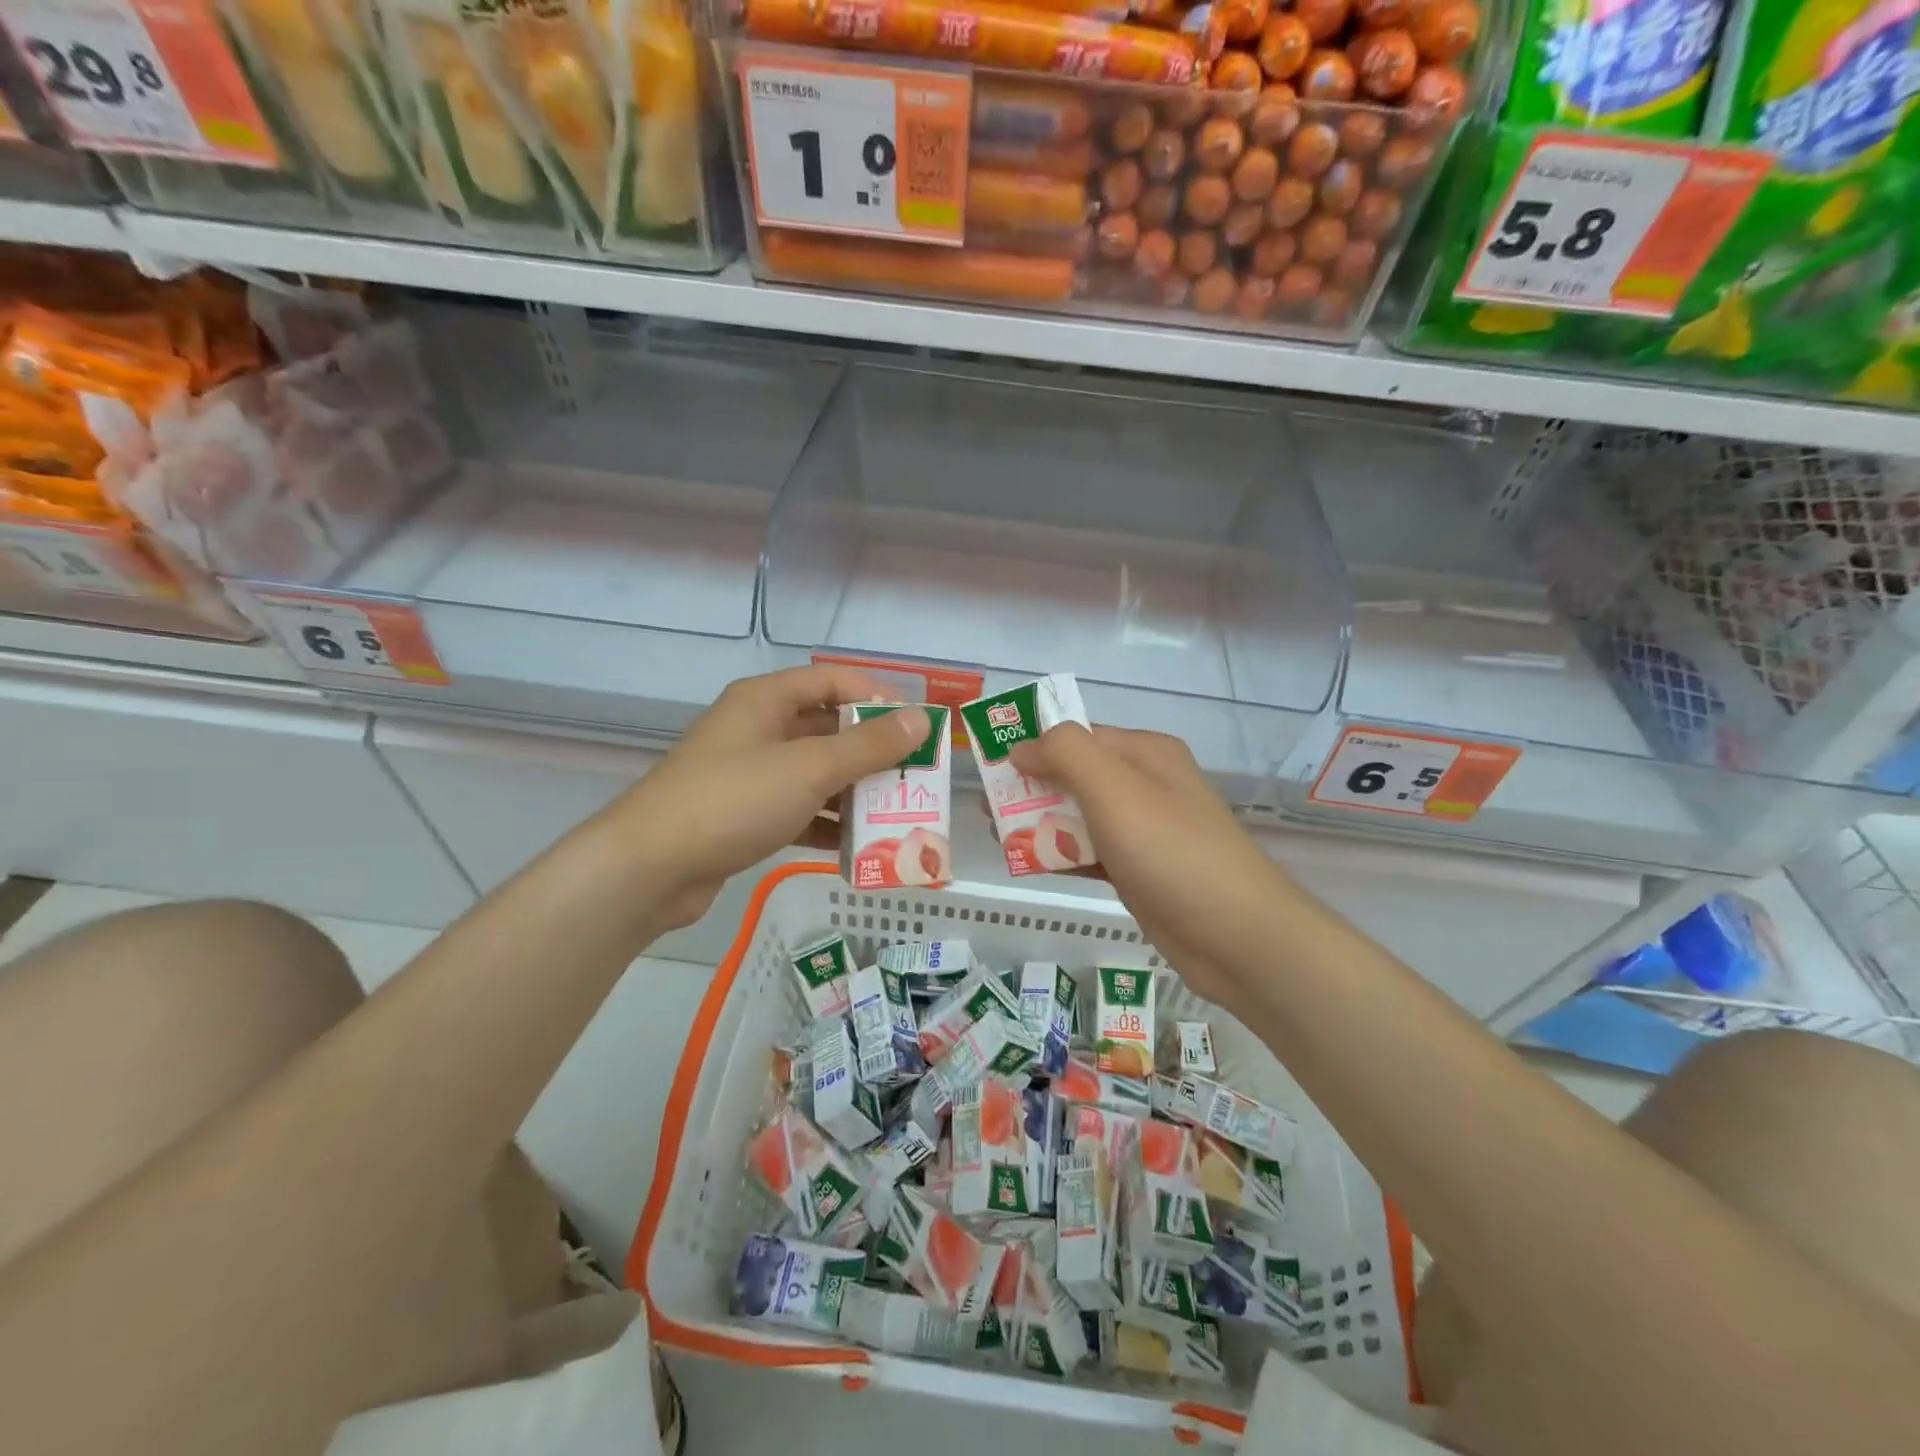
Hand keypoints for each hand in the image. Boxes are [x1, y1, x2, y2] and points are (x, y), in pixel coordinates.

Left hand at [618, 666, 930, 929]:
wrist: (650, 868)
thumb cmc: (733, 801)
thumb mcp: (808, 769)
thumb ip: (868, 745)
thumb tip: (920, 720)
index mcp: (765, 701)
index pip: (832, 681)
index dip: (877, 696)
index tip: (916, 725)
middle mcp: (757, 730)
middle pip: (827, 728)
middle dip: (872, 751)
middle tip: (913, 775)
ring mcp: (749, 775)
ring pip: (815, 773)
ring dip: (854, 791)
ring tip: (896, 813)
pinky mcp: (745, 816)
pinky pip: (798, 809)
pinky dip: (827, 823)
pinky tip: (858, 847)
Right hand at [1009, 724, 1291, 1013]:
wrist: (1235, 935)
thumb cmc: (1170, 849)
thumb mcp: (1113, 786)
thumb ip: (1065, 753)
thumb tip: (1023, 747)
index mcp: (1144, 753)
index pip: (1077, 736)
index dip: (1033, 747)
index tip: (990, 769)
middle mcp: (1146, 785)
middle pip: (1076, 776)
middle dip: (1030, 789)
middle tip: (987, 811)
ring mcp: (1145, 831)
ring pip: (1081, 816)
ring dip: (1041, 823)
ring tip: (998, 838)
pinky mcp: (1141, 872)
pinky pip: (1092, 852)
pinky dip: (1063, 855)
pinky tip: (1032, 864)